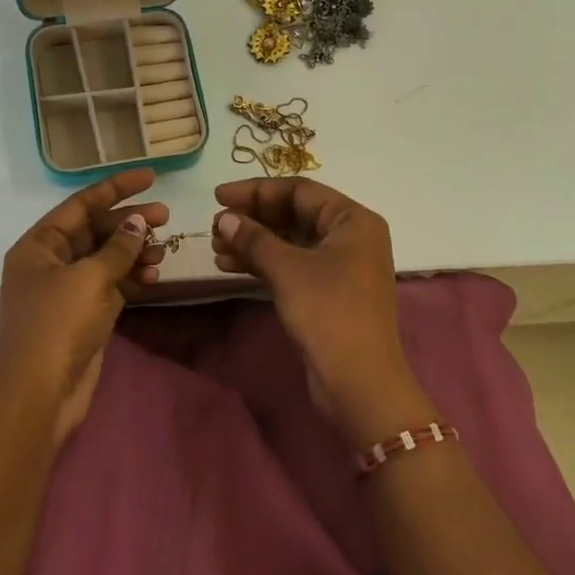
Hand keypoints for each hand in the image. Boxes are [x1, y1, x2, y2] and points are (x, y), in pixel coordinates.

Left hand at [0, 168, 167, 445]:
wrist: (39, 396)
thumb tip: (137, 222)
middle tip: (166, 217)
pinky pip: (113, 284)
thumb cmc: (56, 326)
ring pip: (107, 258)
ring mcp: (68, 290)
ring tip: (163, 250)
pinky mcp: (85, 314)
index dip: (115, 188)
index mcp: (39, 244)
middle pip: (96, 229)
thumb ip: (117, 248)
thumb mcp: (88, 279)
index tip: (150, 177)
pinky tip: (154, 275)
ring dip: (135, 251)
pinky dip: (132, 278)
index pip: (81, 204)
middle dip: (130, 222)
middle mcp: (51, 262)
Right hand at [212, 178, 431, 446]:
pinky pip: (292, 264)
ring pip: (289, 241)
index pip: (299, 190)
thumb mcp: (287, 269)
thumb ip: (253, 238)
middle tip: (215, 226)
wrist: (359, 383)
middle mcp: (351, 236)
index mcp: (353, 220)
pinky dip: (263, 263)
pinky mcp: (329, 291)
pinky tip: (230, 266)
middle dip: (252, 218)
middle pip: (294, 214)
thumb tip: (225, 218)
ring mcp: (341, 265)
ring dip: (252, 242)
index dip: (255, 190)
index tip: (218, 196)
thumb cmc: (328, 313)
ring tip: (216, 247)